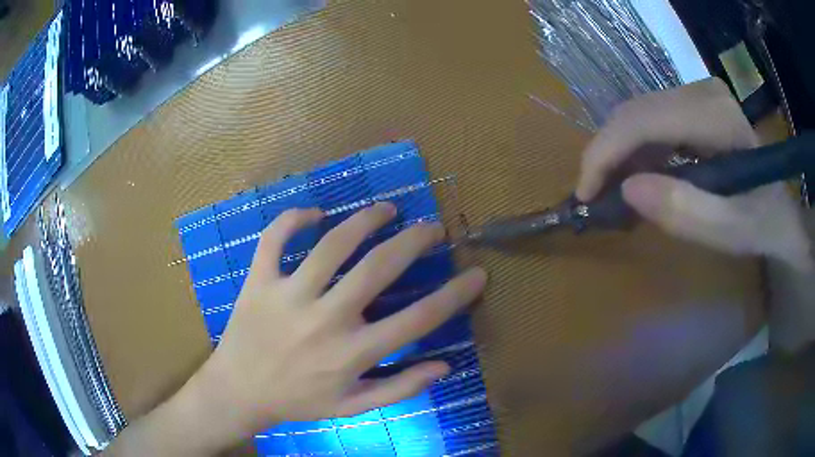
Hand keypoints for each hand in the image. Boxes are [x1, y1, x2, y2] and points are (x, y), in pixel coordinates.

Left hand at [195, 203, 485, 437]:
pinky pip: (274, 238)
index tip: (477, 273)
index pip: (417, 320)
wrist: (239, 391)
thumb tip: (443, 366)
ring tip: (386, 209)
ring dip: (365, 220)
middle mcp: (324, 320)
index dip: (454, 295)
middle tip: (431, 227)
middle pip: (378, 268)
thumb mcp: (353, 407)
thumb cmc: (298, 401)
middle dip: (414, 241)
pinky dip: (293, 218)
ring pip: (332, 244)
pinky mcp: (258, 281)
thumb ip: (400, 387)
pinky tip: (315, 213)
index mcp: (351, 353)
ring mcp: (287, 295)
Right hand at [576, 77, 811, 270]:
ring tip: (613, 193)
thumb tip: (627, 191)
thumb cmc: (762, 223)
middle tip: (594, 197)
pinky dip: (636, 151)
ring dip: (619, 154)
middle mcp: (701, 92)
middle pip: (635, 113)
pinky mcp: (693, 105)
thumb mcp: (730, 231)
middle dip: (607, 155)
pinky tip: (637, 178)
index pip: (644, 120)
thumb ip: (685, 211)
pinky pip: (651, 121)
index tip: (585, 194)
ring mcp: (696, 94)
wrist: (780, 211)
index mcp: (715, 115)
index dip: (605, 153)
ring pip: (638, 115)